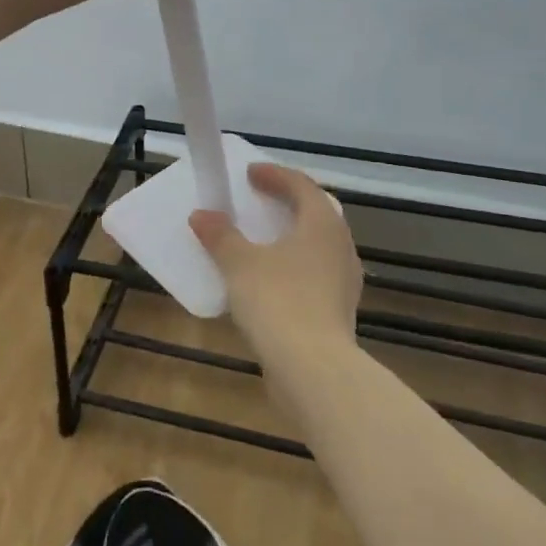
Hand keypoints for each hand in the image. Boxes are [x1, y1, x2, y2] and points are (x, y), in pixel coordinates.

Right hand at [191, 163, 361, 372]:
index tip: (250, 173)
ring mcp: (344, 280)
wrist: (314, 372)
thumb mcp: (240, 264)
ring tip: (263, 239)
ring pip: (318, 244)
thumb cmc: (279, 302)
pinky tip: (271, 279)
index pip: (301, 185)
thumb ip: (221, 236)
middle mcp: (340, 245)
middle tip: (262, 198)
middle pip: (316, 212)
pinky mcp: (339, 310)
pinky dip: (293, 265)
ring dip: (292, 235)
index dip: (275, 175)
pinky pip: (315, 273)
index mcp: (322, 223)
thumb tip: (201, 215)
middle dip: (289, 202)